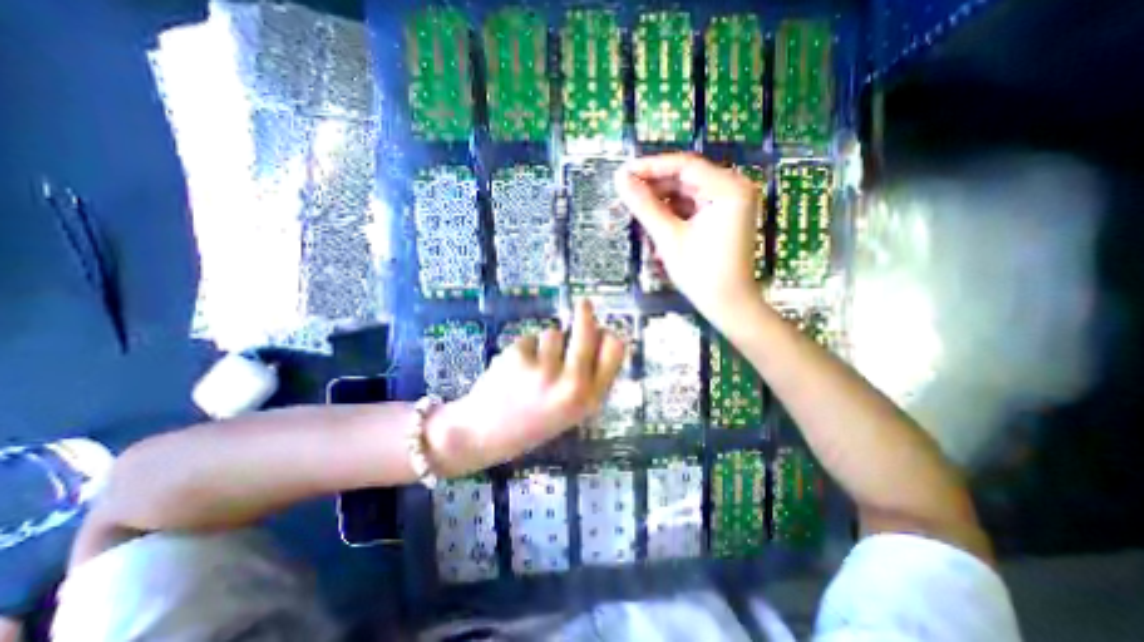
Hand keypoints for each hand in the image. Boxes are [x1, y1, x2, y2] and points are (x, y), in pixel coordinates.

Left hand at [430, 300, 625, 477]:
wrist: (484, 435)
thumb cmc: (532, 422)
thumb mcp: (571, 410)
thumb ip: (588, 378)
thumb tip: (599, 335)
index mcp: (589, 399)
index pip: (615, 352)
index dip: (610, 337)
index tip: (605, 329)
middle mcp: (572, 384)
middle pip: (588, 332)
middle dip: (586, 315)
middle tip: (584, 303)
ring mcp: (545, 370)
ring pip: (553, 333)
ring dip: (545, 344)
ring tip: (532, 369)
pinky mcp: (520, 357)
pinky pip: (530, 339)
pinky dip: (525, 349)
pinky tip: (515, 371)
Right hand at [611, 154, 761, 326]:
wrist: (727, 305)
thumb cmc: (702, 273)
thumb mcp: (669, 238)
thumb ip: (644, 206)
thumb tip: (620, 179)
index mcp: (728, 188)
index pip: (684, 165)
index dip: (650, 167)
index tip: (622, 173)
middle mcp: (732, 189)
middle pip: (684, 179)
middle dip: (653, 188)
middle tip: (624, 195)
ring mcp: (728, 203)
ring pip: (685, 194)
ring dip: (660, 203)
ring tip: (634, 212)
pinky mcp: (721, 217)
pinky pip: (691, 207)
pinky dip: (671, 214)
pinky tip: (653, 223)